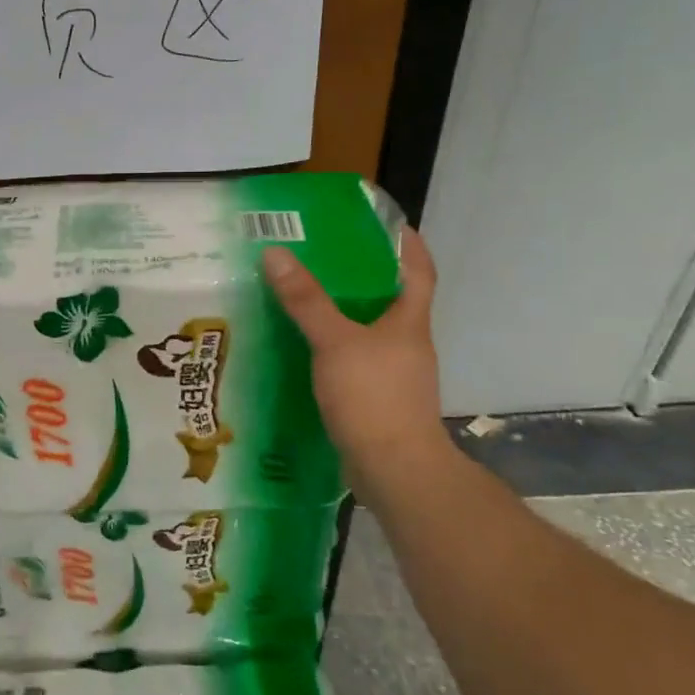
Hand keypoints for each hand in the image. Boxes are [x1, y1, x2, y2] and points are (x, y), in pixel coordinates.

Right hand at [262, 227, 451, 482]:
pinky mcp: (376, 399)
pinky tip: (305, 347)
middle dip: (364, 276)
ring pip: (369, 331)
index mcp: (409, 322)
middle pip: (391, 299)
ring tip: (305, 297)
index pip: (419, 271)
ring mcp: (394, 374)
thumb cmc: (374, 397)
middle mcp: (406, 344)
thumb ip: (306, 300)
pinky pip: (354, 360)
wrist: (394, 471)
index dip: (408, 245)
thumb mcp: (335, 342)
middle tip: (324, 256)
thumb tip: (275, 253)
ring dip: (345, 313)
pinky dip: (334, 347)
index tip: (387, 223)